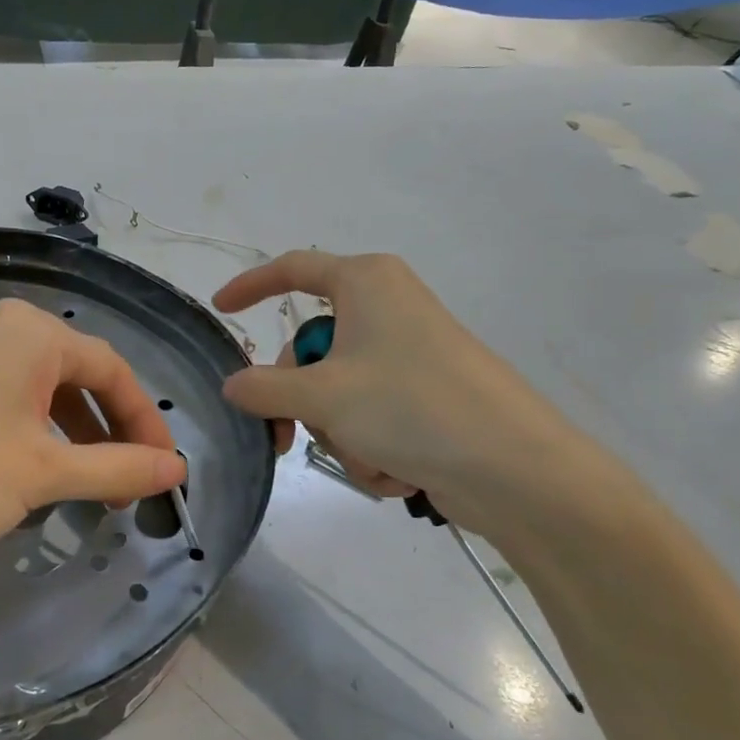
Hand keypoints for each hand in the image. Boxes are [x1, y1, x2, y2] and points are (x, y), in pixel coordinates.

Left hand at [0, 299, 186, 569]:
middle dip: (110, 433)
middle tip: (128, 489)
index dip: (145, 421)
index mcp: (33, 332)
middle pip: (80, 378)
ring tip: (89, 492)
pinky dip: (38, 440)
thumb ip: (117, 469)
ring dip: (76, 441)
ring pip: (46, 395)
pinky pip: (13, 405)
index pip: (113, 369)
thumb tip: (176, 469)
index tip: (164, 472)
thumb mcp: (44, 474)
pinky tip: (39, 479)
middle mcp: (4, 331)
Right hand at [213, 251, 597, 532]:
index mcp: (366, 283)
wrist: (517, 470)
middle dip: (299, 399)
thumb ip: (263, 388)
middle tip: (286, 438)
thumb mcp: (322, 396)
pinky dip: (371, 444)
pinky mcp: (430, 394)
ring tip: (368, 458)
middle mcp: (388, 308)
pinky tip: (396, 470)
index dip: (251, 285)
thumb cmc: (410, 407)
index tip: (221, 308)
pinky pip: (373, 413)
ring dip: (339, 431)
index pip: (293, 269)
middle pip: (313, 346)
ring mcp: (411, 353)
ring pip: (340, 388)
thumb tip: (233, 385)